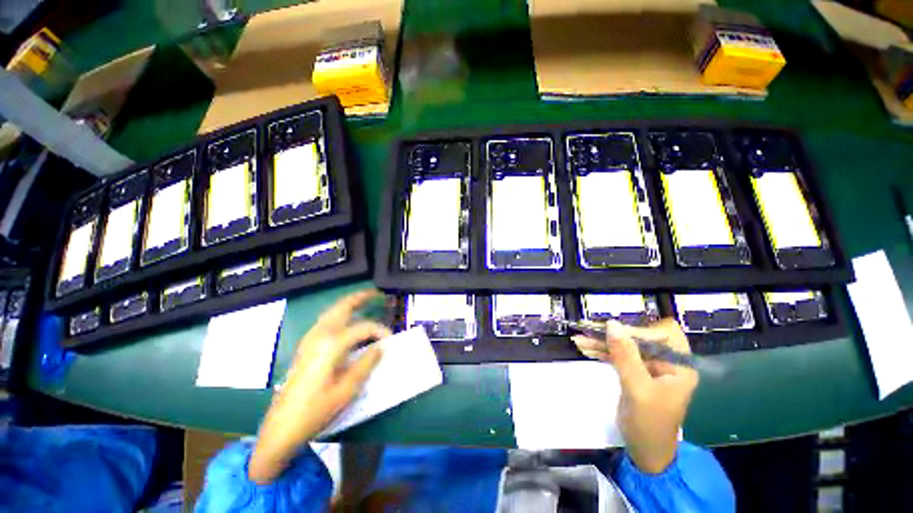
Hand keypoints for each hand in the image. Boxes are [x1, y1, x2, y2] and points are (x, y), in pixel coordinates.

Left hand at [249, 290, 390, 483]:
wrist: (281, 427)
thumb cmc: (316, 410)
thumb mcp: (347, 389)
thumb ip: (366, 364)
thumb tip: (380, 347)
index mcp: (331, 344)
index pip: (364, 328)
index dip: (380, 331)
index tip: (391, 341)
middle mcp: (319, 335)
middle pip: (342, 307)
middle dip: (361, 298)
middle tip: (377, 294)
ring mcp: (310, 339)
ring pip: (333, 311)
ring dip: (349, 304)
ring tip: (365, 302)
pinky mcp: (306, 346)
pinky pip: (326, 321)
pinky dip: (340, 314)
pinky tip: (348, 322)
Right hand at [572, 318, 697, 473]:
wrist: (645, 451)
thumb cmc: (649, 423)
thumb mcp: (638, 388)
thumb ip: (625, 355)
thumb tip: (612, 324)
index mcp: (679, 365)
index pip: (663, 333)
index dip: (640, 328)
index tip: (614, 330)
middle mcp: (666, 362)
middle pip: (639, 337)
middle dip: (614, 334)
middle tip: (589, 330)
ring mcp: (649, 367)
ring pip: (625, 345)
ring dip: (602, 342)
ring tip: (580, 339)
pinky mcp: (634, 372)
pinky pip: (617, 355)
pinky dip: (601, 351)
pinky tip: (585, 347)